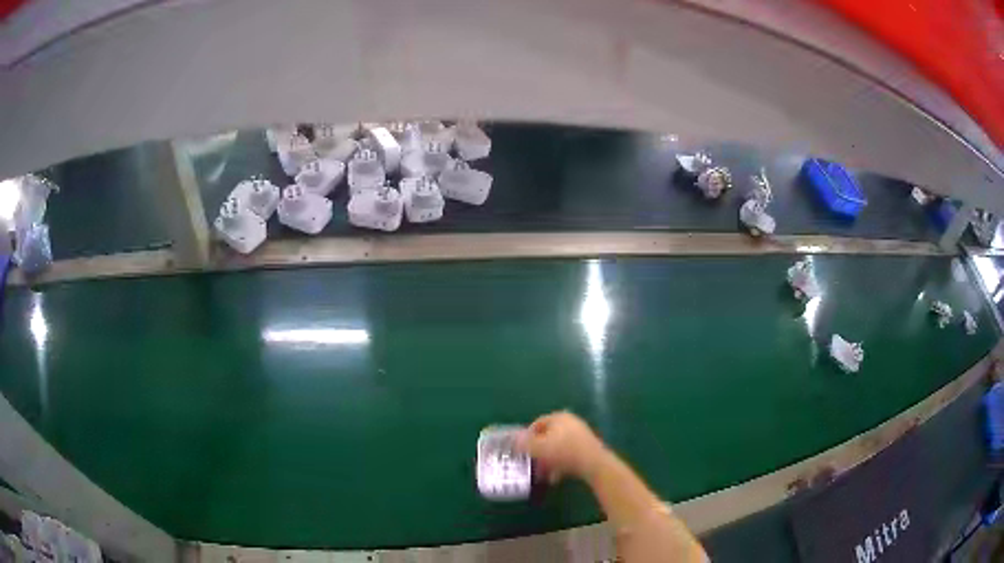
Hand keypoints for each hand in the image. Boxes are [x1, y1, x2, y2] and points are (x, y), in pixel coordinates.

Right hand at [518, 411, 607, 483]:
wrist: (594, 464)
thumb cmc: (564, 452)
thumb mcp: (539, 448)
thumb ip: (524, 444)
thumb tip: (513, 439)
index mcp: (559, 417)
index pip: (537, 423)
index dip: (527, 436)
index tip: (521, 450)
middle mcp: (571, 423)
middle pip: (548, 436)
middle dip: (538, 451)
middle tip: (530, 463)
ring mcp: (581, 436)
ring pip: (558, 448)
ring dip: (548, 461)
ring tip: (541, 475)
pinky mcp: (587, 449)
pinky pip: (568, 455)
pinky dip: (560, 465)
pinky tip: (555, 478)